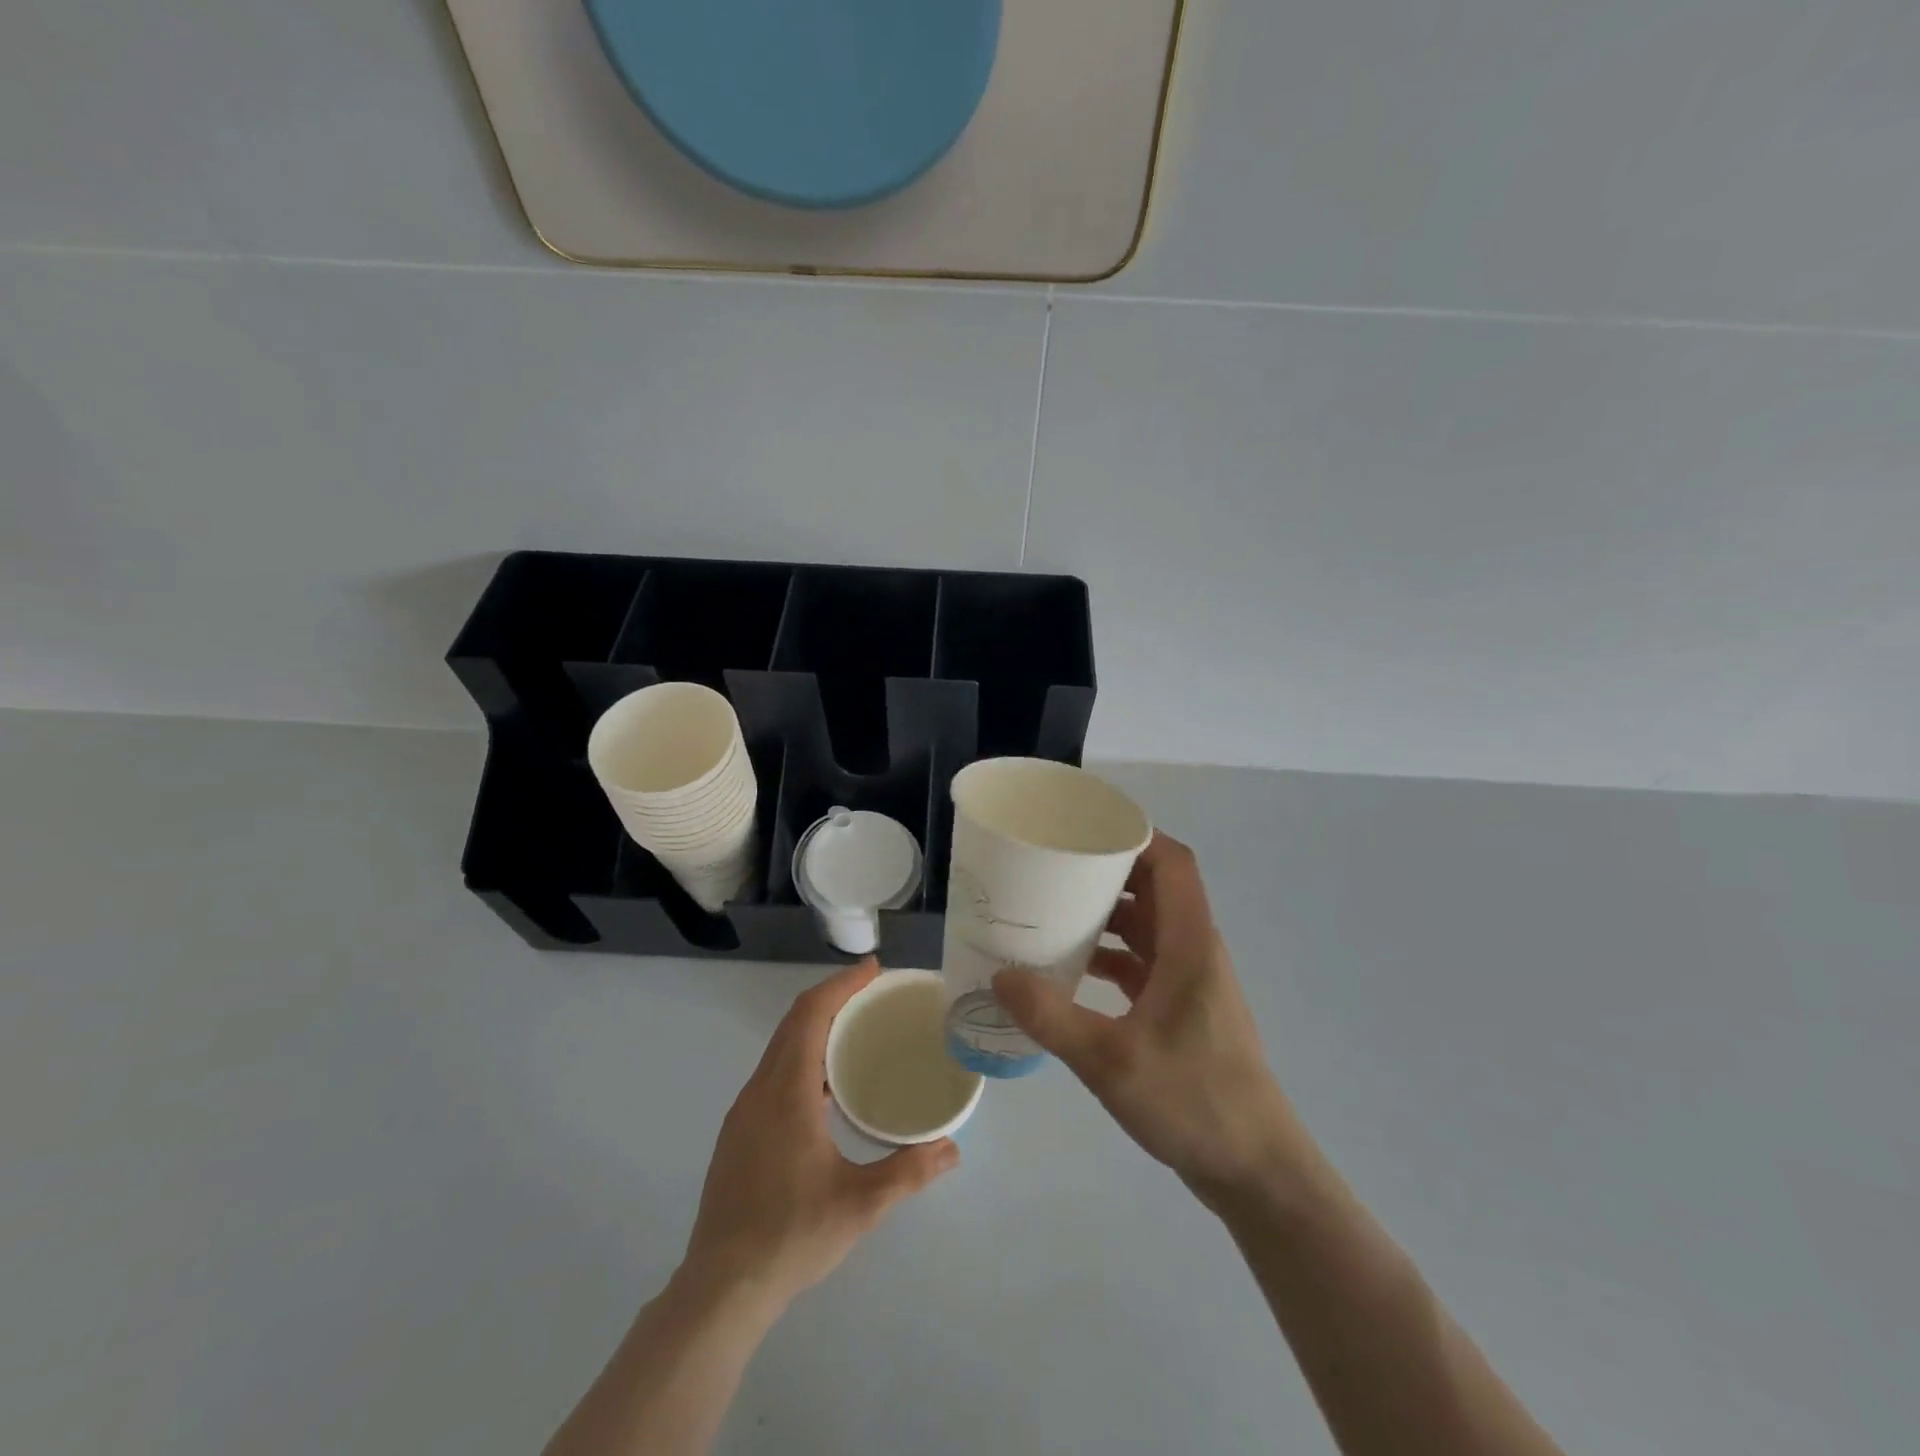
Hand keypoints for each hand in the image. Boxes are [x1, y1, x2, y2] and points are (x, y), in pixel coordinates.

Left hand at [682, 958, 958, 1309]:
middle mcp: (760, 1090)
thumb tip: (953, 1148)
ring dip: (816, 1026)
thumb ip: (909, 1171)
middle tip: (874, 994)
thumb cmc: (791, 1236)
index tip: (873, 969)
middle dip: (833, 998)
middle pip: (794, 1023)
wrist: (720, 1290)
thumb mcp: (860, 1205)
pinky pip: (773, 1071)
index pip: (810, 1015)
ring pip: (780, 1047)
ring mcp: (744, 1112)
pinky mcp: (739, 1133)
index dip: (841, 985)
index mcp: (786, 1093)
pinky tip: (827, 1085)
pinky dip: (802, 1054)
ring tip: (857, 1032)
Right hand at [993, 832, 1304, 1210]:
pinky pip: (1144, 963)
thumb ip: (1052, 1016)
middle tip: (1055, 867)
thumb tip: (1000, 975)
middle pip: (1156, 889)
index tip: (1087, 828)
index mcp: (1190, 944)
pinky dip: (1111, 955)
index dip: (1136, 836)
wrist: (1255, 1171)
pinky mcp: (1183, 1010)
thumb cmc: (1194, 1102)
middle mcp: (1195, 952)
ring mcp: (1191, 982)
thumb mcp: (1111, 1060)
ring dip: (1107, 915)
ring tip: (1054, 911)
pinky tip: (1072, 971)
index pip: (1174, 864)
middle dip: (1108, 872)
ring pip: (1148, 927)